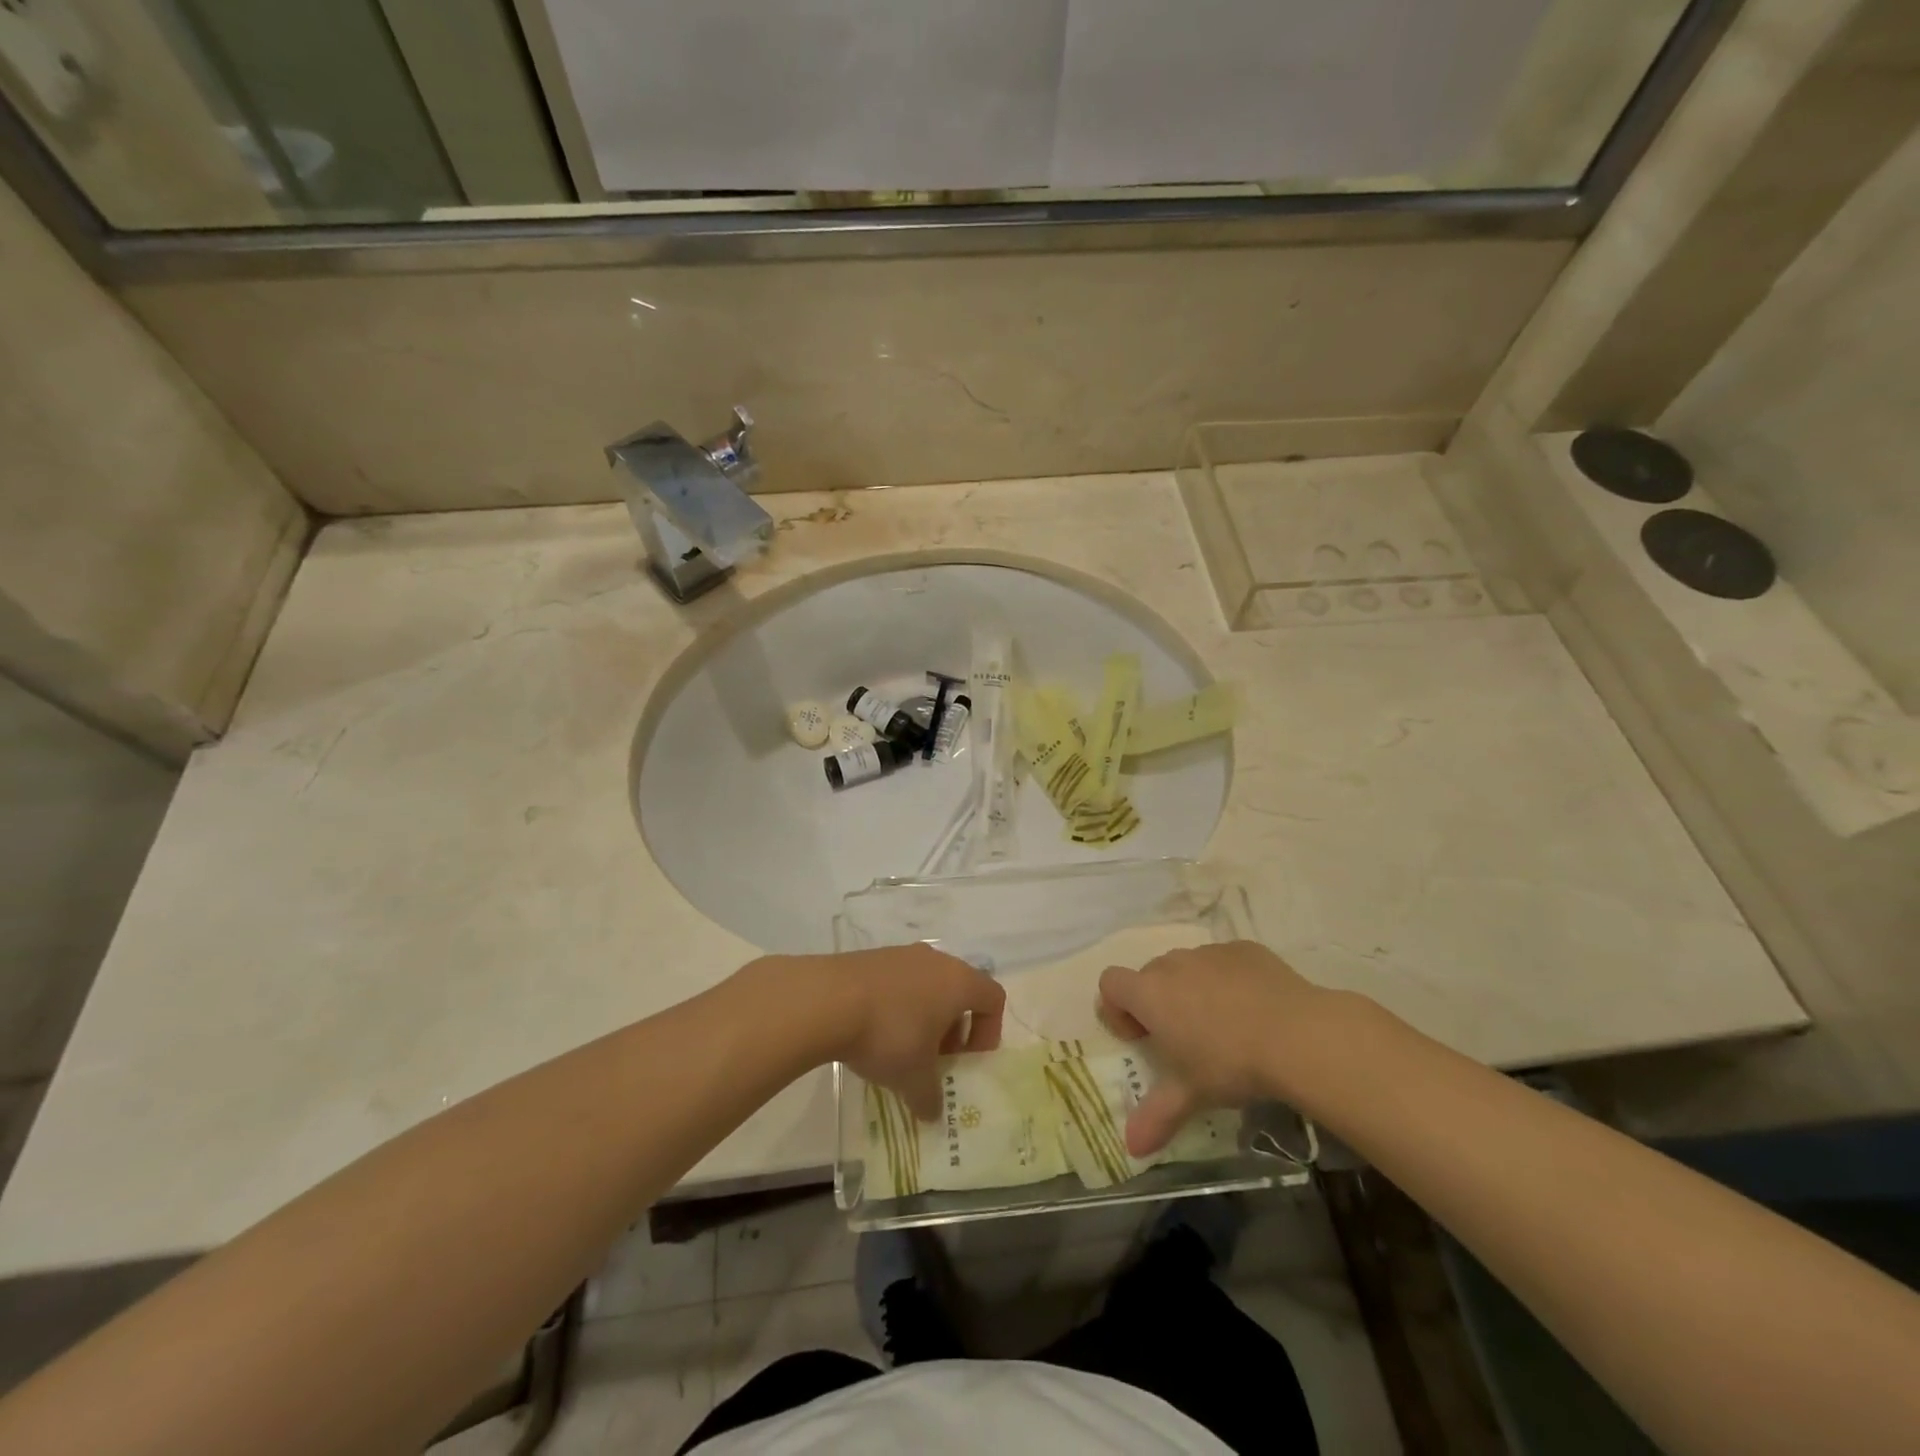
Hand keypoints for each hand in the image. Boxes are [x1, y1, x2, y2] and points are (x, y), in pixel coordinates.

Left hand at [784, 945, 1004, 1121]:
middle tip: (936, 1058)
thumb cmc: (889, 1034)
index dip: (988, 1030)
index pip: (993, 997)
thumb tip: (933, 1114)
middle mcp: (936, 960)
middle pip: (959, 990)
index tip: (966, 1058)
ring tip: (903, 1048)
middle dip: (953, 1027)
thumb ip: (930, 1097)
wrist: (828, 1000)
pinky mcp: (872, 957)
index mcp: (959, 982)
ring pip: (927, 985)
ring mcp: (901, 954)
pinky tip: (874, 1031)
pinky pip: (898, 982)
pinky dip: (897, 1005)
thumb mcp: (913, 1078)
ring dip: (924, 1016)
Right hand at [1098, 941, 1332, 1157]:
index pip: (1111, 983)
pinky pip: (1223, 962)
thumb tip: (1131, 1147)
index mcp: (1150, 993)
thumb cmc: (1230, 1063)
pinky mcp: (1244, 949)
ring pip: (1187, 967)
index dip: (1117, 1008)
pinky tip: (1254, 1009)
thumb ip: (1157, 1116)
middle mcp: (1174, 965)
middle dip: (1157, 1002)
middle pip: (1149, 975)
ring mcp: (1210, 953)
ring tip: (1223, 1026)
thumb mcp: (1192, 1095)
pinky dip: (1227, 980)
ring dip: (1191, 990)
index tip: (1141, 1038)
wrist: (1298, 1034)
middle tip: (1183, 1040)